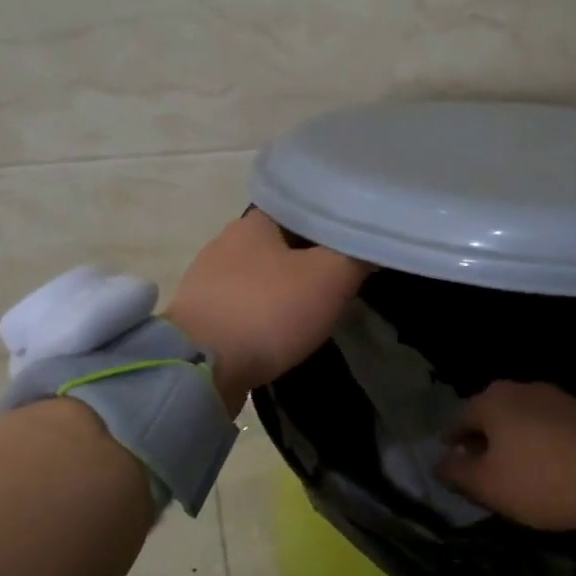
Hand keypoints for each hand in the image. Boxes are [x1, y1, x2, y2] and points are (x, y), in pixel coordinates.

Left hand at [166, 210, 370, 410]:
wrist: (200, 367)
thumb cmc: (268, 309)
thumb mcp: (330, 277)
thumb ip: (356, 254)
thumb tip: (376, 237)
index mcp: (253, 222)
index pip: (296, 207)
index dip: (326, 220)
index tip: (351, 238)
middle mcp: (225, 243)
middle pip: (277, 243)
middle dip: (306, 257)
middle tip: (339, 275)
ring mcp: (206, 282)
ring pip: (258, 276)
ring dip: (282, 288)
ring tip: (313, 306)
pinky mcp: (200, 318)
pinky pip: (242, 307)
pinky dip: (263, 314)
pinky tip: (279, 330)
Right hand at [437, 381, 575, 531]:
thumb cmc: (542, 480)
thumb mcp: (488, 485)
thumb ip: (456, 471)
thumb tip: (439, 462)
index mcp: (492, 400)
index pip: (458, 420)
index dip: (451, 444)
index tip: (450, 464)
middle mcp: (520, 388)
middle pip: (490, 416)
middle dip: (482, 441)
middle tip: (479, 469)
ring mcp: (555, 395)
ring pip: (519, 418)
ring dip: (511, 440)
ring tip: (512, 469)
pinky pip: (546, 424)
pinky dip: (537, 441)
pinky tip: (543, 464)